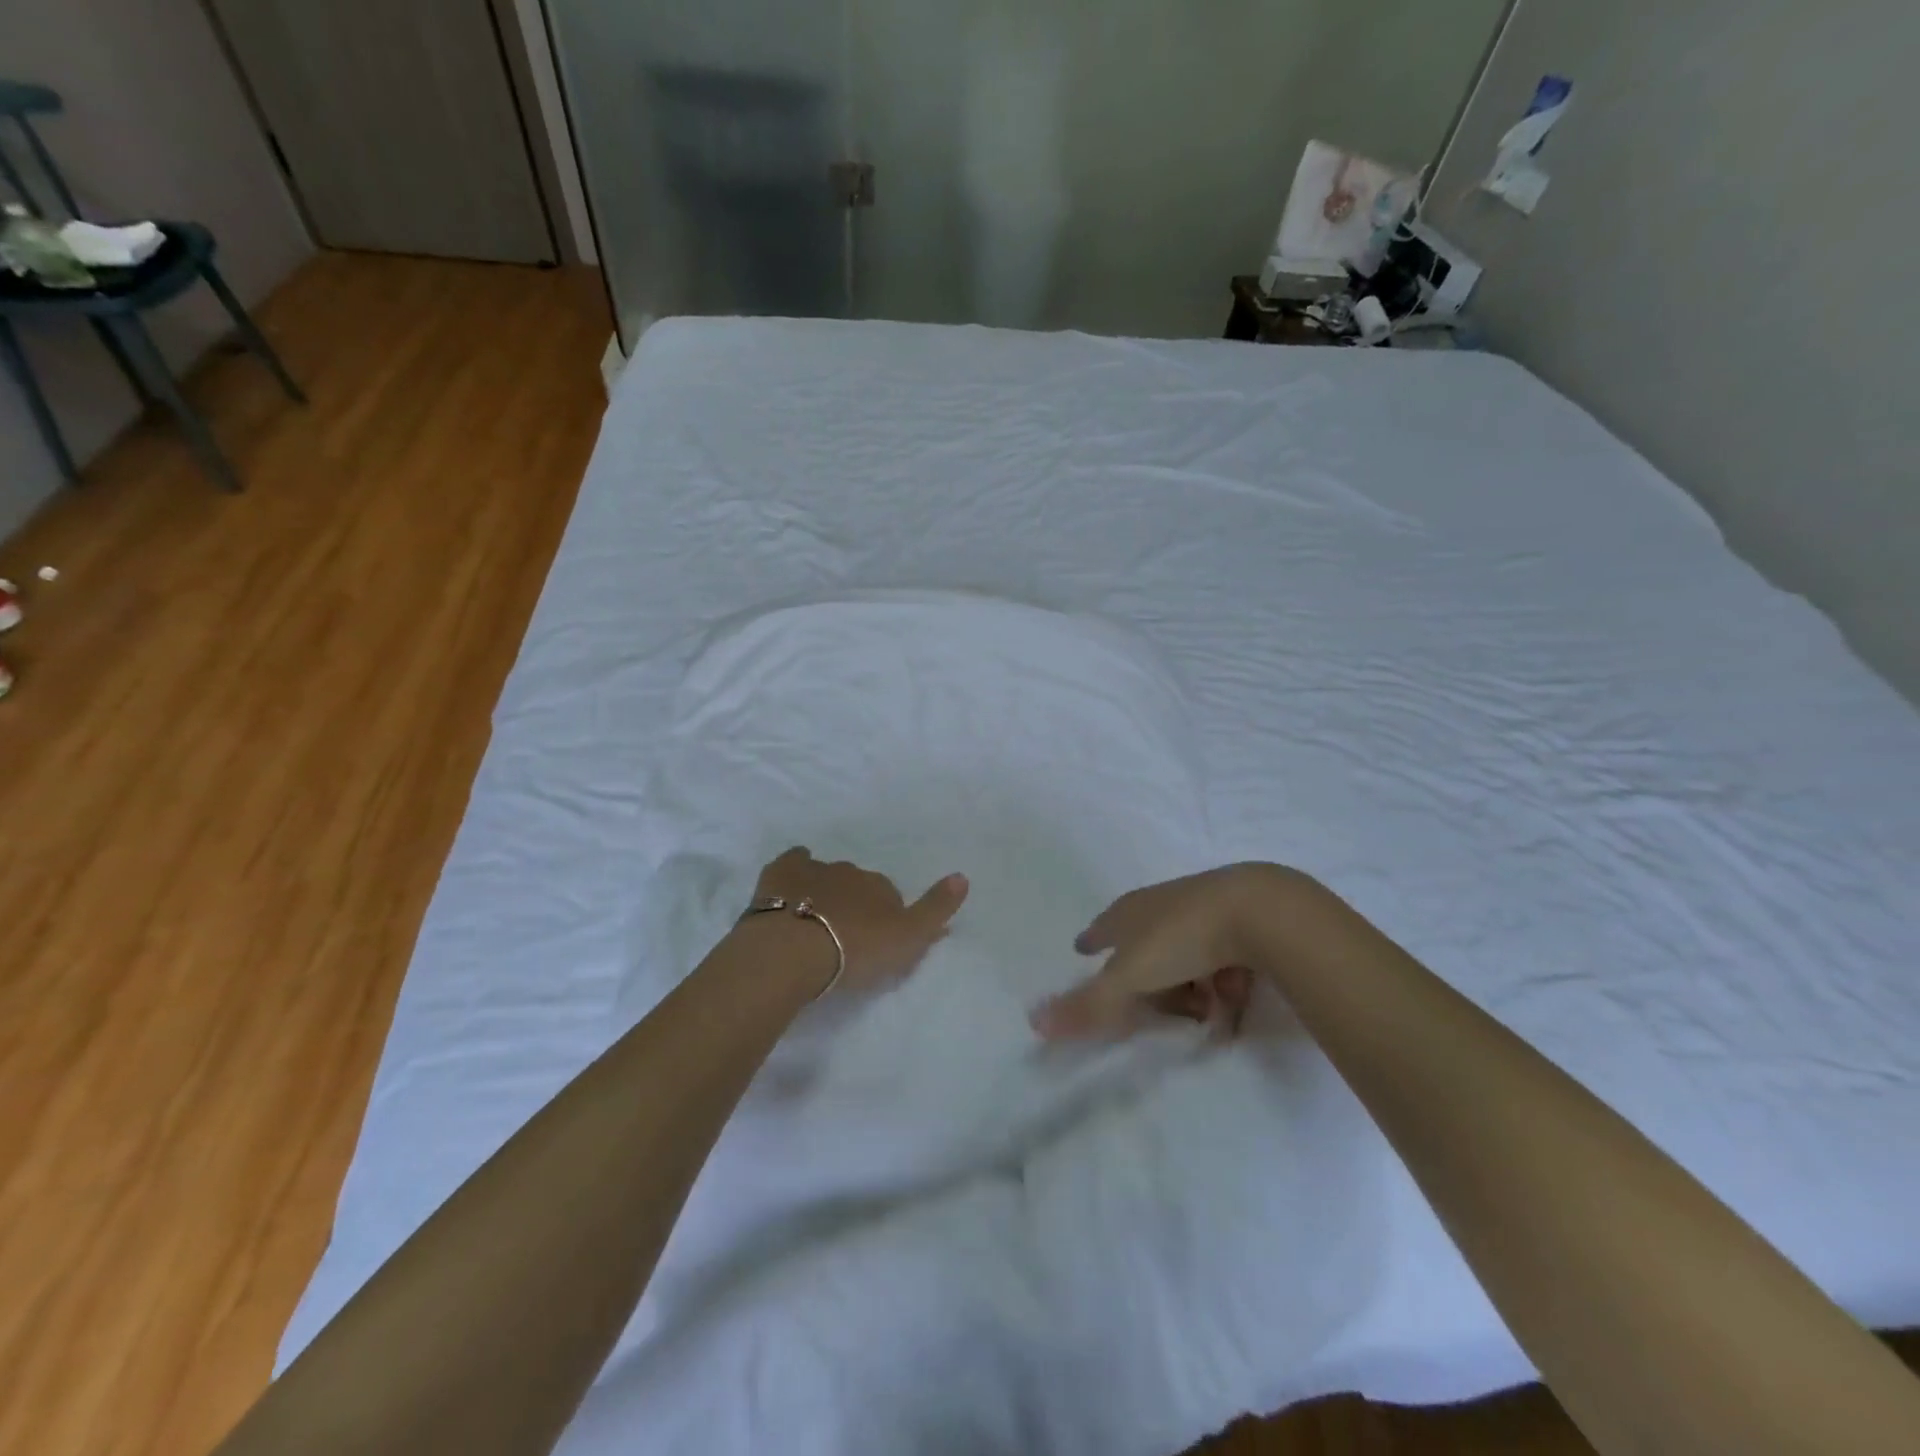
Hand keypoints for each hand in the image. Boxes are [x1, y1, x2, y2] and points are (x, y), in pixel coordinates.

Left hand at [748, 848, 968, 997]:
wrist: (793, 950)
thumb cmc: (855, 950)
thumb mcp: (908, 939)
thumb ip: (936, 910)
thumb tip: (963, 876)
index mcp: (882, 887)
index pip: (890, 896)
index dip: (885, 917)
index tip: (876, 940)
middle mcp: (852, 871)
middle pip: (858, 884)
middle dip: (854, 902)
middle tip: (844, 934)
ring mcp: (814, 869)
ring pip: (826, 873)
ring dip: (824, 890)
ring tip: (814, 921)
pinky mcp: (781, 873)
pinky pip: (793, 861)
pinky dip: (795, 867)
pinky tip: (791, 883)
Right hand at [1030, 864, 1304, 1039]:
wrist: (1260, 911)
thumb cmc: (1182, 938)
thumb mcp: (1129, 977)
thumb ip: (1088, 1004)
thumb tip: (1033, 1022)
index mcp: (1130, 911)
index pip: (1103, 927)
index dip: (1093, 940)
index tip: (1084, 948)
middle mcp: (1163, 904)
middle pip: (1144, 942)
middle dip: (1146, 974)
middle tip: (1154, 1004)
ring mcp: (1204, 909)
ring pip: (1185, 952)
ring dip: (1189, 983)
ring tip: (1205, 1012)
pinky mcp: (1242, 919)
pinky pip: (1223, 957)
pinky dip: (1222, 979)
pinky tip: (1233, 999)